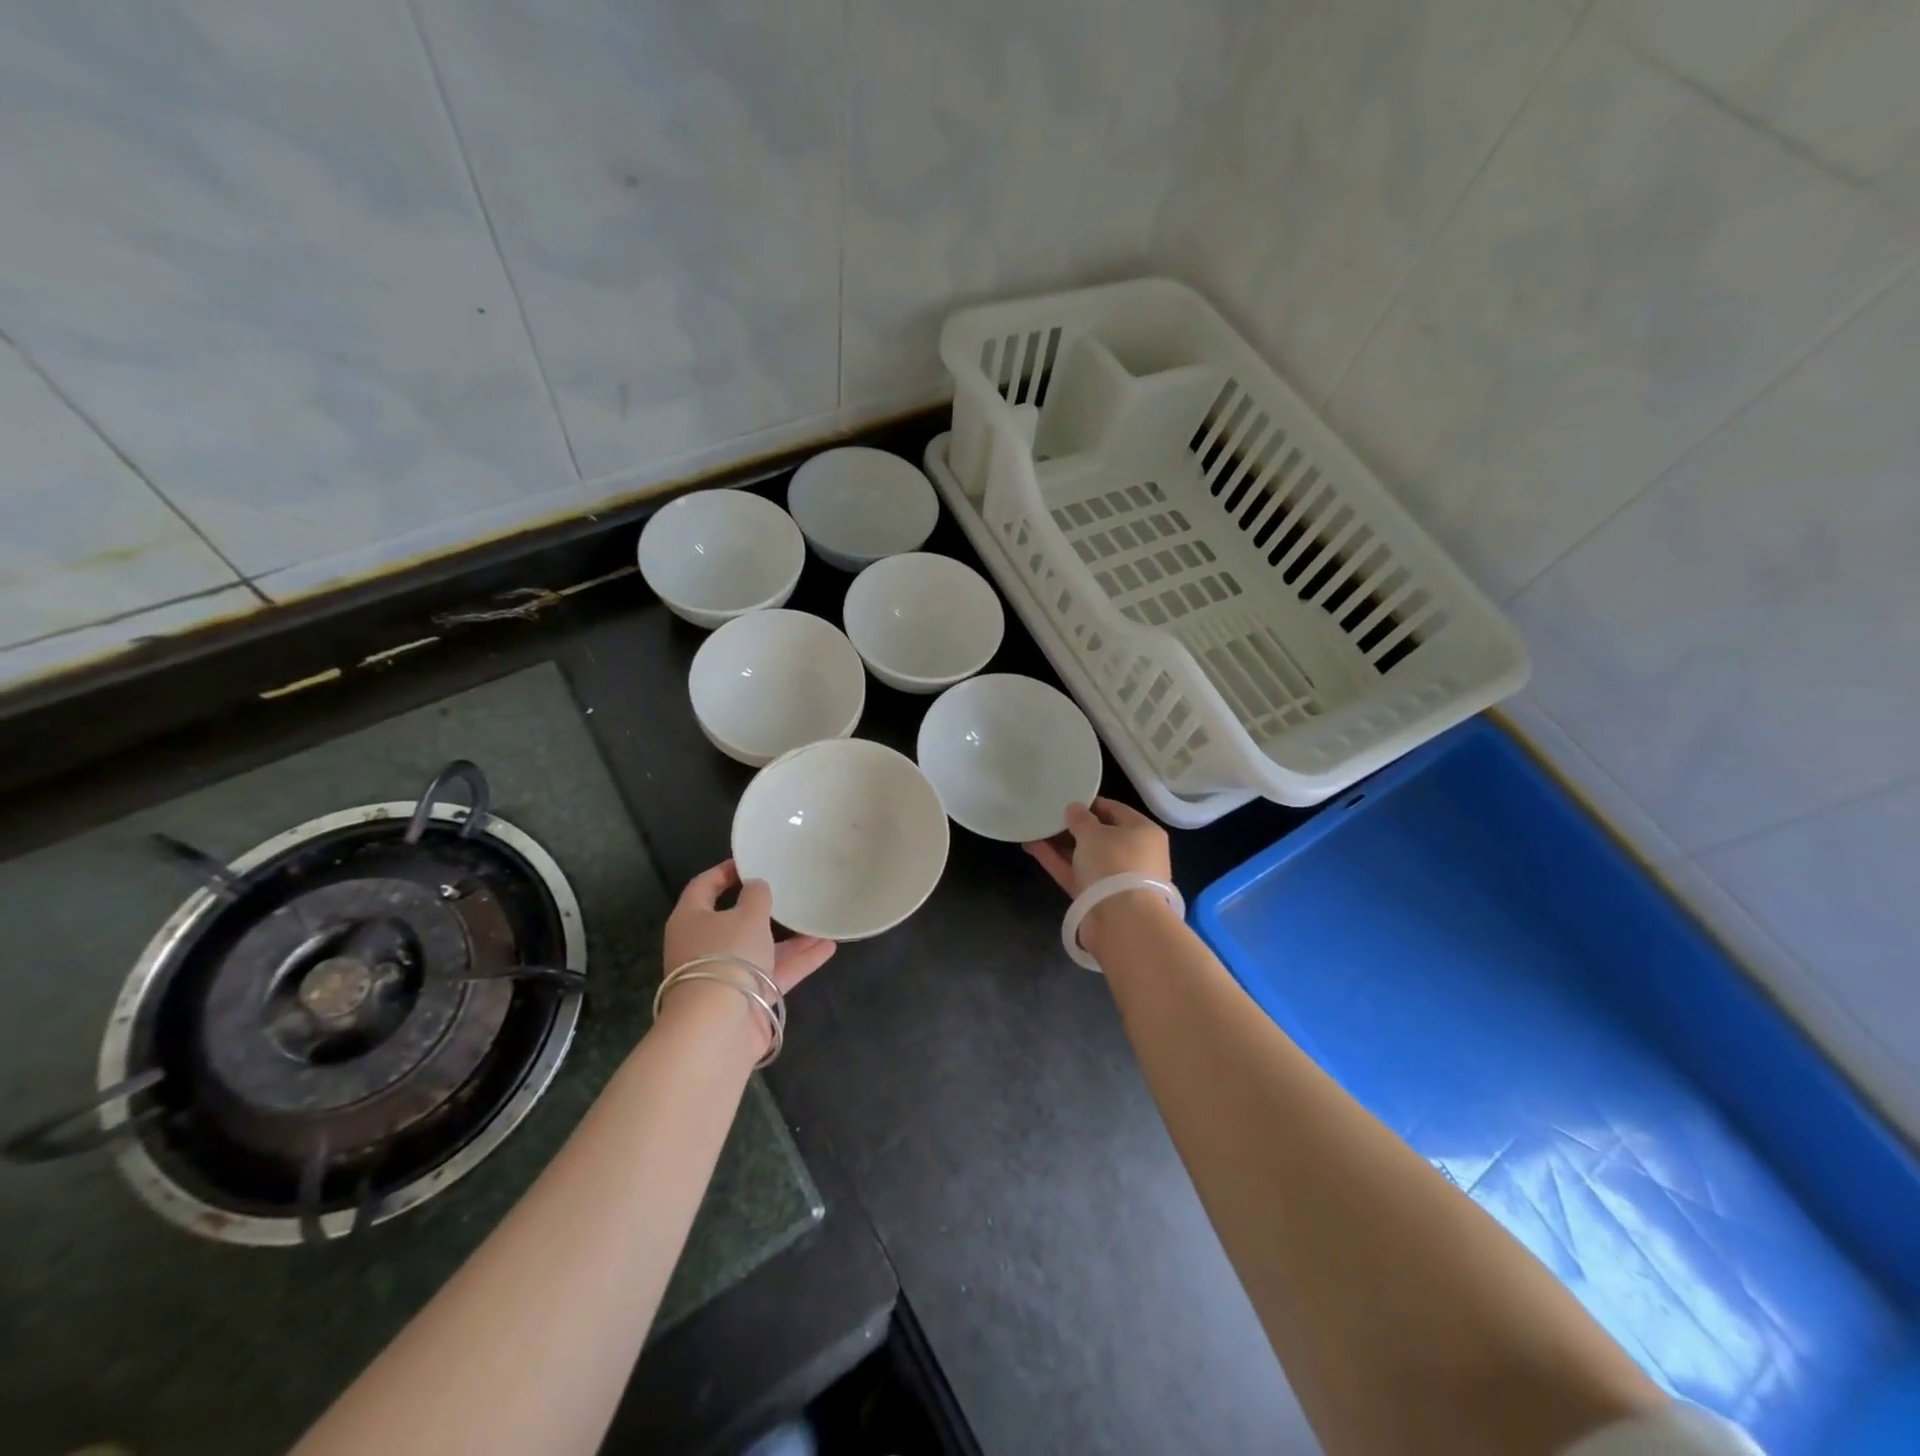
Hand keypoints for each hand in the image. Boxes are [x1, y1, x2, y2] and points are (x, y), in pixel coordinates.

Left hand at [664, 859, 835, 994]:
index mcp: (691, 919)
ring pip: (760, 947)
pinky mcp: (746, 998)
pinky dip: (798, 960)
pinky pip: (774, 971)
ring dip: (789, 937)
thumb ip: (756, 895)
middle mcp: (704, 946)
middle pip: (734, 920)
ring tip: (819, 920)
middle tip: (789, 891)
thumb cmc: (727, 956)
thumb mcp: (747, 915)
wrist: (718, 1027)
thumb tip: (756, 887)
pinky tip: (827, 947)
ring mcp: (725, 974)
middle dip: (764, 908)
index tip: (752, 862)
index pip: (704, 887)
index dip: (725, 871)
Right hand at [1023, 798, 1171, 896]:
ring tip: (1033, 828)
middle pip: (1100, 835)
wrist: (1122, 922)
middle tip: (1047, 814)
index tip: (1065, 798)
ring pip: (1084, 856)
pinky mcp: (1097, 898)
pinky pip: (1075, 873)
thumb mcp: (1094, 833)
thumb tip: (1074, 809)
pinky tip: (1032, 846)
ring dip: (1060, 844)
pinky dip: (1056, 861)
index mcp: (1143, 832)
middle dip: (1072, 826)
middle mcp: (1133, 854)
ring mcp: (1114, 879)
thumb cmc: (1115, 864)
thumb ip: (1080, 818)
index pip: (1115, 810)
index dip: (1090, 803)